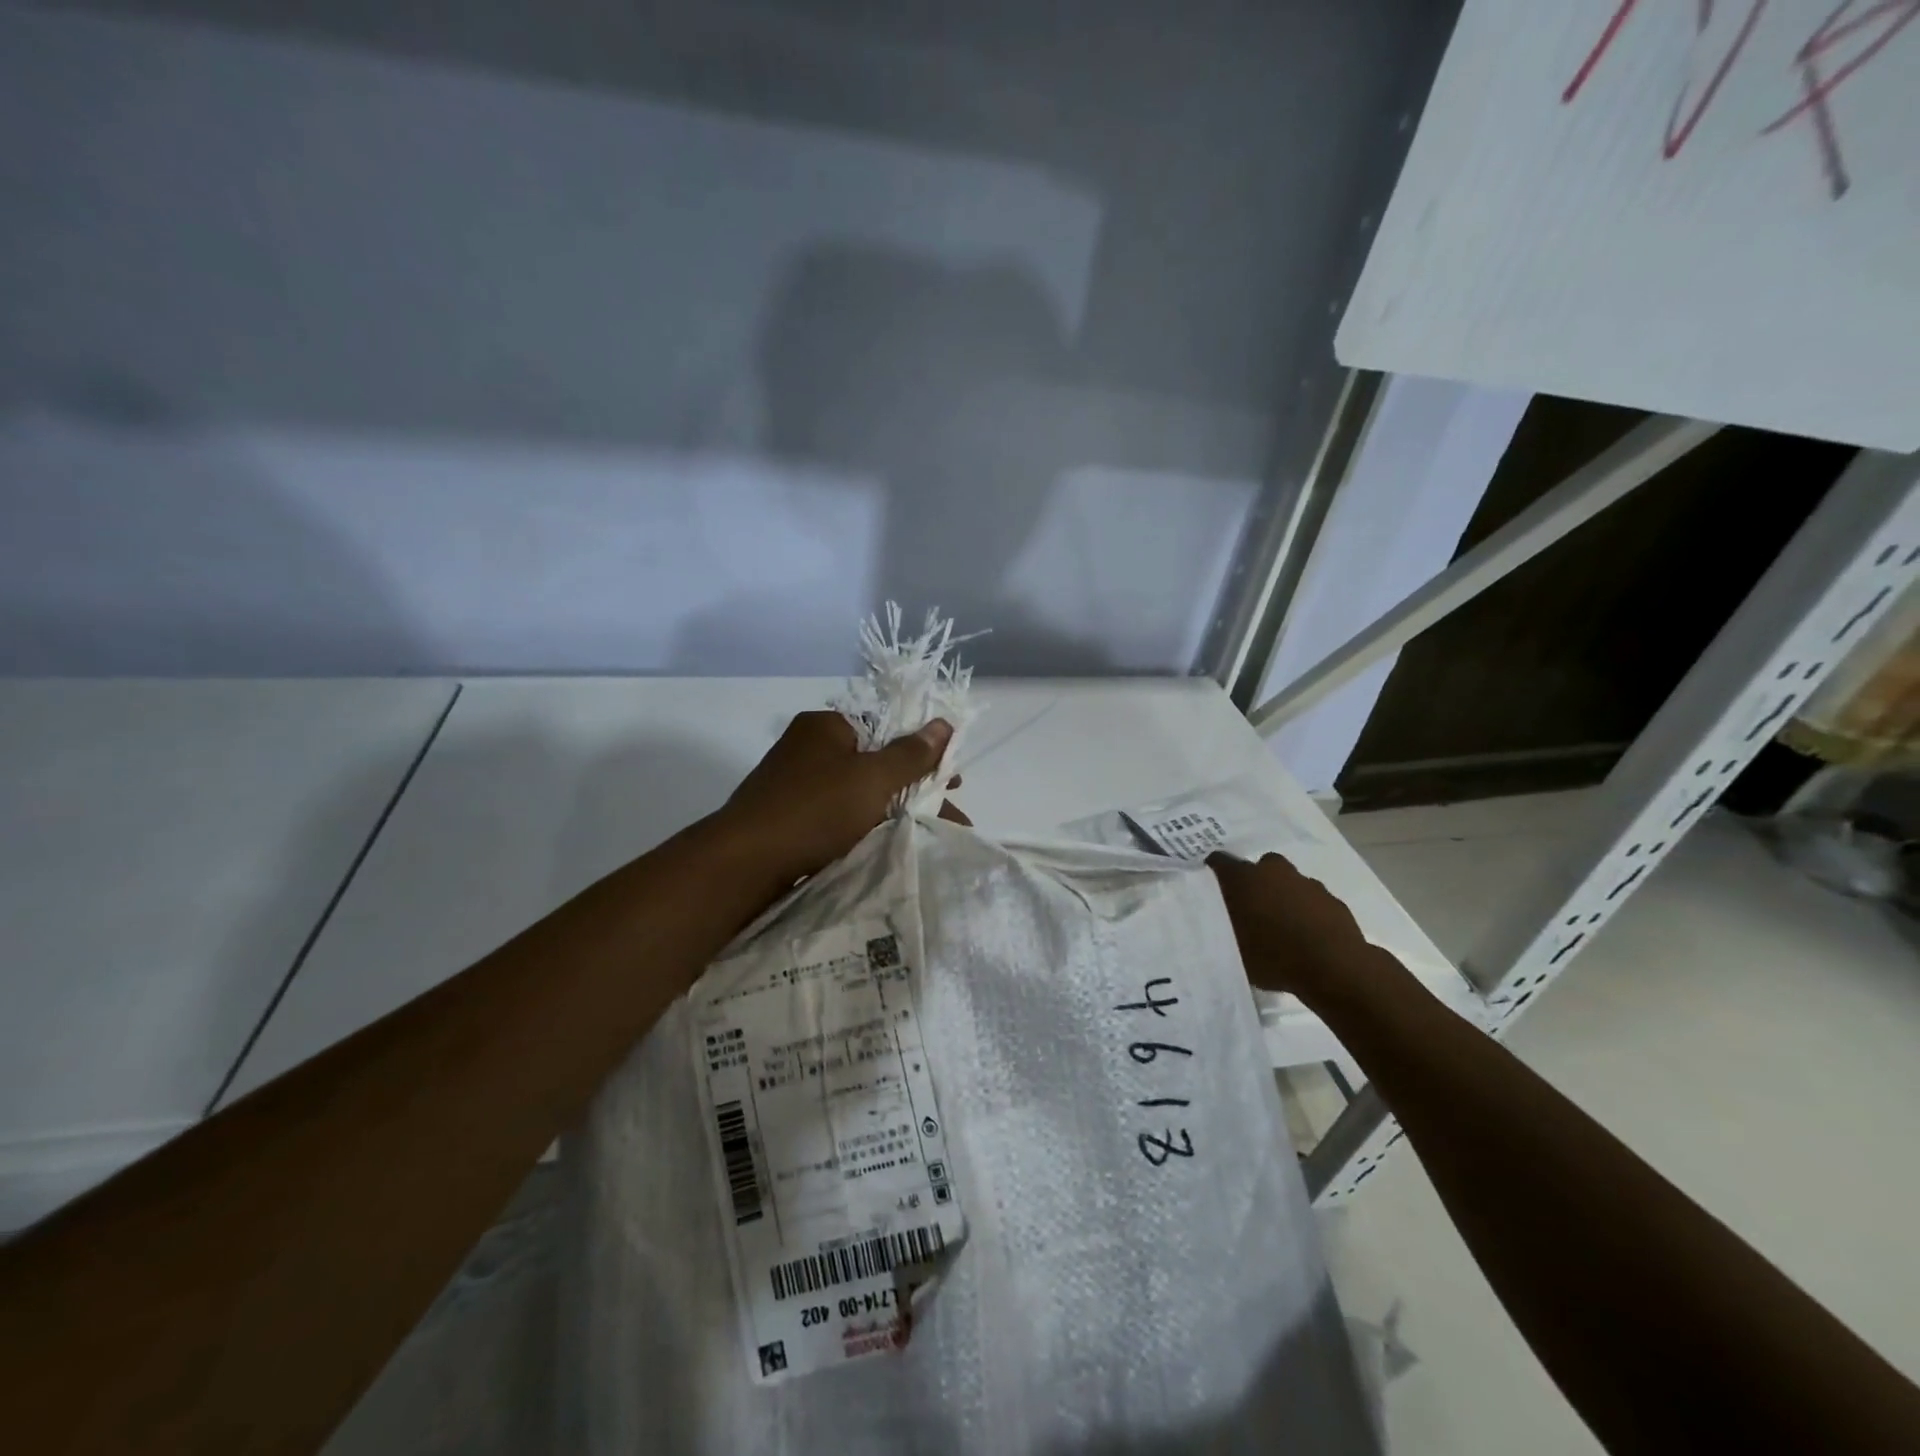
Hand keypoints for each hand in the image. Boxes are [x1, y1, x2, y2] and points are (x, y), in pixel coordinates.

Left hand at [714, 711, 956, 885]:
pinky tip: (884, 846)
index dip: (923, 753)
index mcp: (825, 727)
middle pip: (875, 763)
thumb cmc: (814, 810)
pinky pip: (838, 816)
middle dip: (914, 789)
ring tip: (927, 836)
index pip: (886, 728)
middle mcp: (808, 748)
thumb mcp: (872, 778)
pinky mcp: (788, 818)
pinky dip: (864, 827)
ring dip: (892, 811)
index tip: (951, 782)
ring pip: (858, 793)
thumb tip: (943, 724)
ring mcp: (795, 784)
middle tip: (946, 816)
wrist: (744, 863)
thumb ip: (910, 754)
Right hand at [1207, 850, 1380, 1004]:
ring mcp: (1307, 883)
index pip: (1219, 862)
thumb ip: (1222, 927)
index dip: (1213, 873)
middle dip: (1255, 883)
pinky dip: (1307, 912)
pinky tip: (1306, 937)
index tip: (1210, 889)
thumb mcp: (1232, 948)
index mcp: (1244, 878)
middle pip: (1260, 868)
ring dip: (1283, 897)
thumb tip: (1218, 920)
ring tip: (1281, 928)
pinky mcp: (1332, 900)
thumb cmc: (1273, 957)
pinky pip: (1312, 901)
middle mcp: (1274, 871)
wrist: (1334, 968)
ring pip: (1289, 883)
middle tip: (1250, 910)